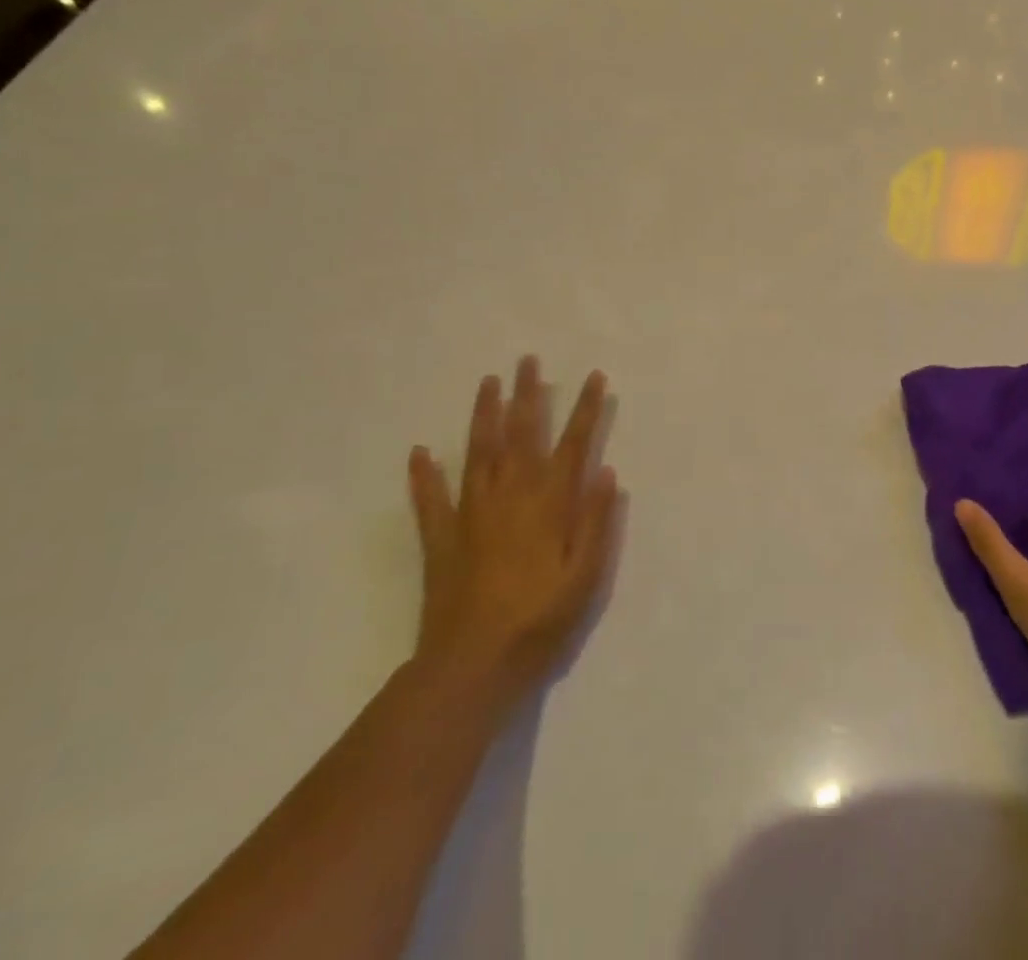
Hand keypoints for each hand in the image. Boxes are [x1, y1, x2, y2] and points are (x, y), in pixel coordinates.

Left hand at [406, 356, 618, 703]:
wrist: (471, 667)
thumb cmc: (539, 623)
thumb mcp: (585, 577)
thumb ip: (597, 523)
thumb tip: (607, 474)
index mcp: (549, 505)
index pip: (573, 445)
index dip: (586, 409)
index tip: (594, 377)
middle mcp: (511, 496)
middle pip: (522, 435)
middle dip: (528, 395)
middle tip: (527, 361)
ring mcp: (471, 514)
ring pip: (479, 452)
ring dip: (484, 415)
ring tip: (488, 382)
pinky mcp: (441, 539)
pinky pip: (430, 500)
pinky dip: (424, 476)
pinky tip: (419, 451)